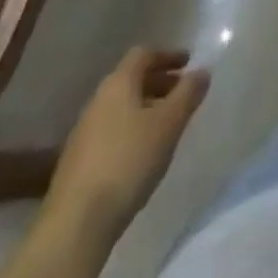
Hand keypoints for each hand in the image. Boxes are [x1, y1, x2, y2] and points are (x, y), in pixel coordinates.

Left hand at [49, 48, 209, 221]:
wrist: (76, 223)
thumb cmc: (129, 161)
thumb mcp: (169, 124)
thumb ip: (188, 93)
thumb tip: (202, 71)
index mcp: (118, 83)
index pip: (143, 54)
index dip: (167, 56)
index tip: (187, 63)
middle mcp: (97, 100)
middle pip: (131, 80)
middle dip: (158, 83)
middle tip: (181, 94)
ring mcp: (83, 132)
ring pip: (120, 108)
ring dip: (144, 108)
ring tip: (164, 126)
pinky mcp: (77, 162)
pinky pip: (110, 132)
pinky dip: (129, 131)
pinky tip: (140, 154)